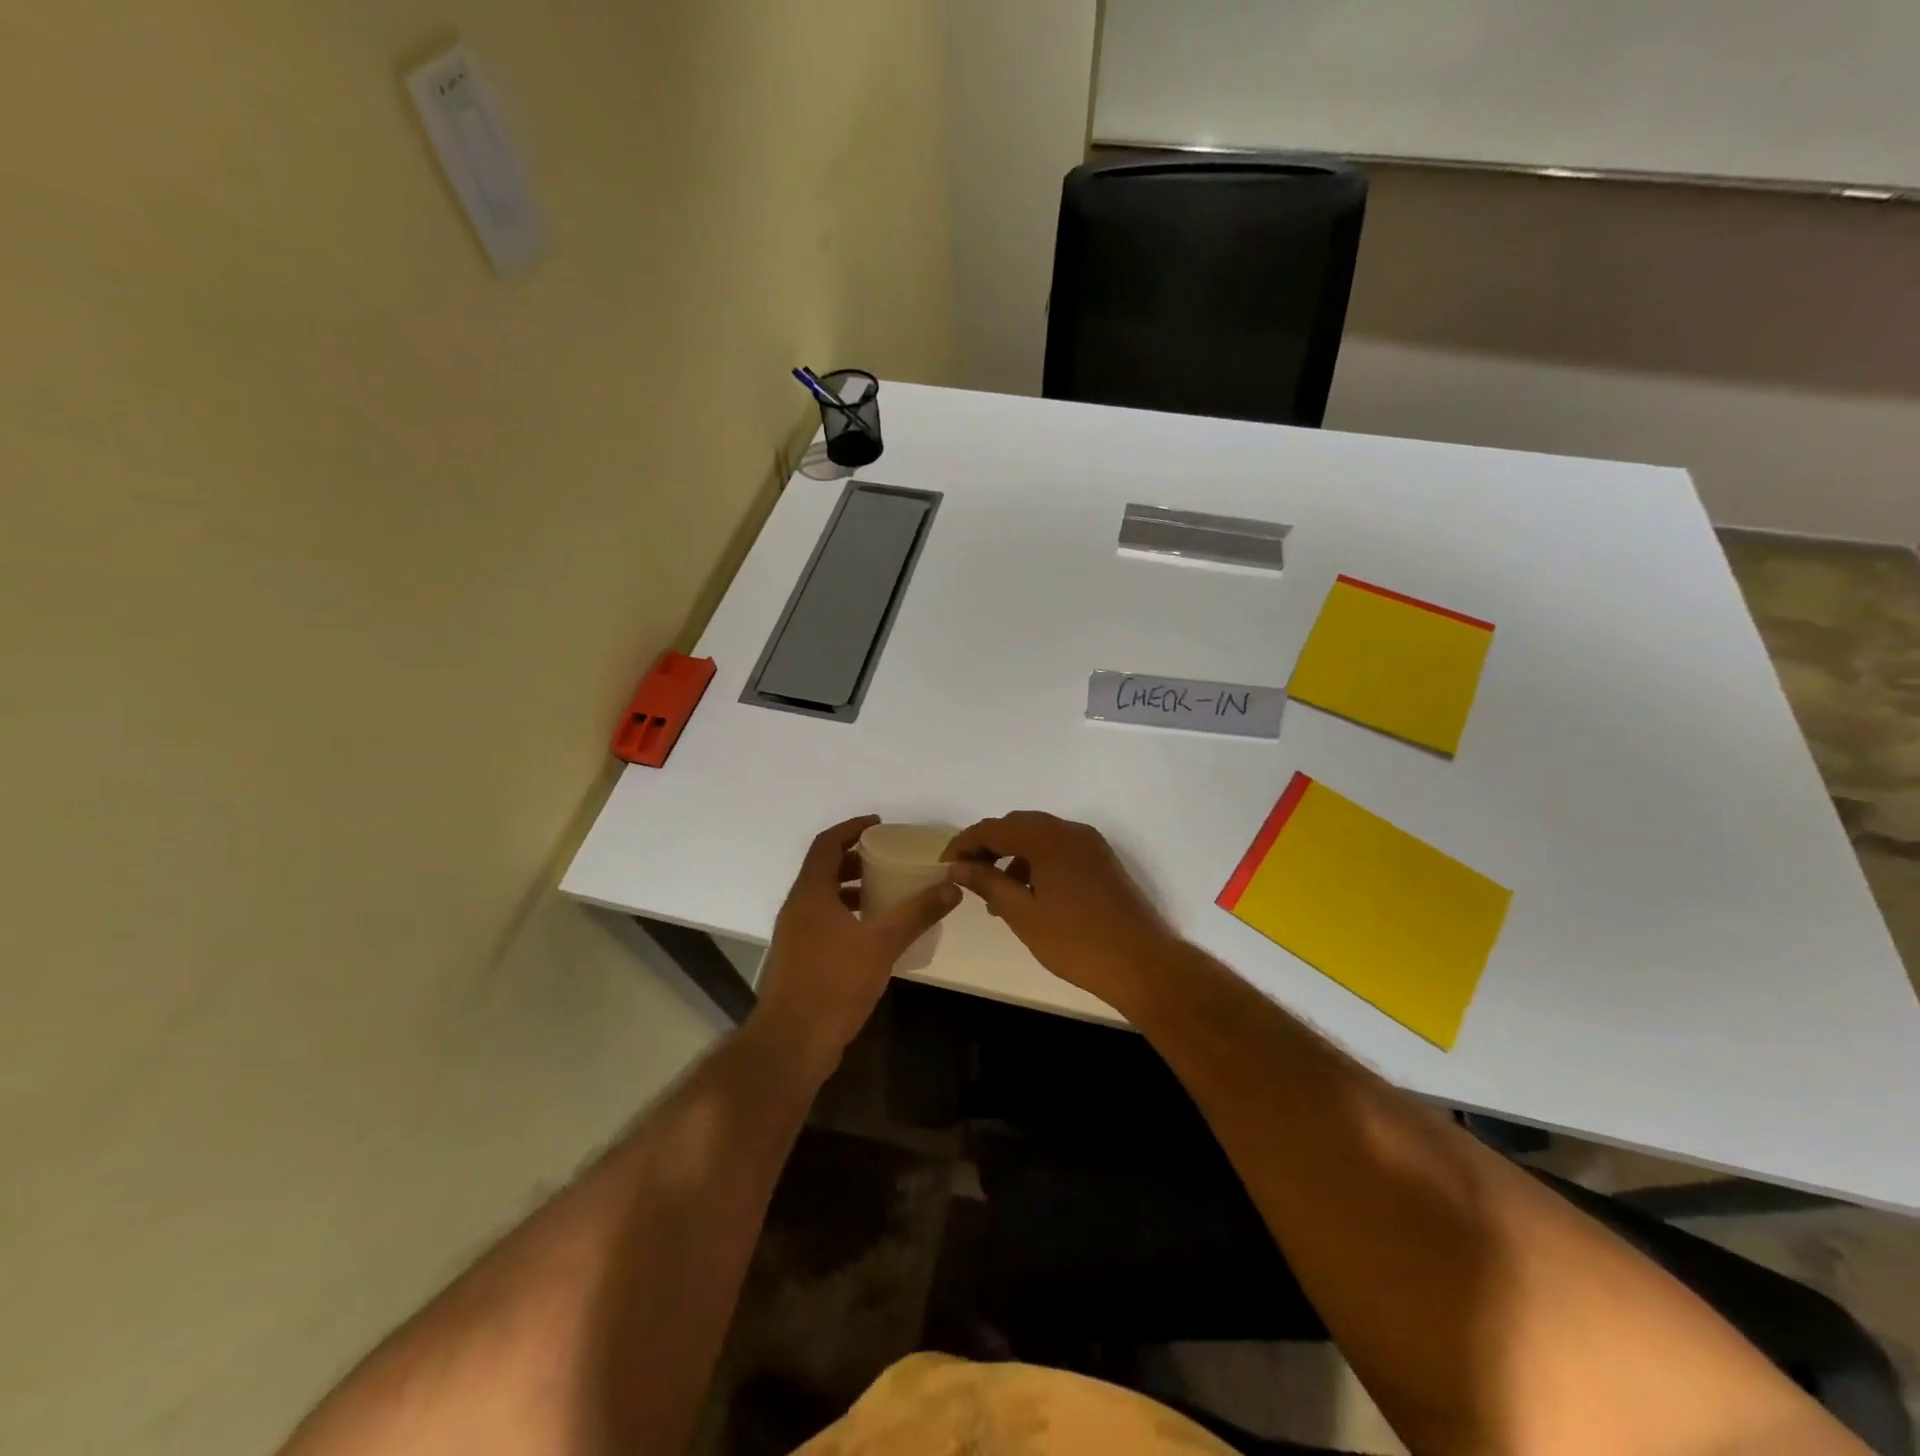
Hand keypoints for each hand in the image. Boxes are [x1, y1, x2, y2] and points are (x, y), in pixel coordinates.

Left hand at [751, 815, 960, 1063]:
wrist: (792, 1043)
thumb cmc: (834, 984)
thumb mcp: (882, 944)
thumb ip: (917, 913)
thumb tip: (952, 888)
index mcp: (811, 893)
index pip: (827, 844)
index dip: (851, 828)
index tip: (879, 825)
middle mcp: (797, 908)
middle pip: (824, 868)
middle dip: (856, 858)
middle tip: (889, 858)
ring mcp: (795, 935)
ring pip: (823, 897)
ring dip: (852, 888)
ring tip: (887, 892)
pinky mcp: (799, 958)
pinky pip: (823, 920)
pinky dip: (847, 914)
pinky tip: (874, 932)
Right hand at [943, 811, 1179, 1005]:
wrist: (1142, 963)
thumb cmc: (1076, 942)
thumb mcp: (1023, 914)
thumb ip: (988, 883)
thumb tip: (958, 867)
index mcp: (1047, 839)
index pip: (993, 828)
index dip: (964, 844)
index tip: (944, 866)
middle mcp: (1069, 831)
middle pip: (1017, 825)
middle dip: (988, 846)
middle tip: (966, 875)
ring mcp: (1089, 845)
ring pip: (1039, 837)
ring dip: (1012, 855)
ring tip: (995, 893)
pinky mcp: (1101, 860)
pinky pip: (1058, 849)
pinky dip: (1036, 862)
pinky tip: (1028, 894)